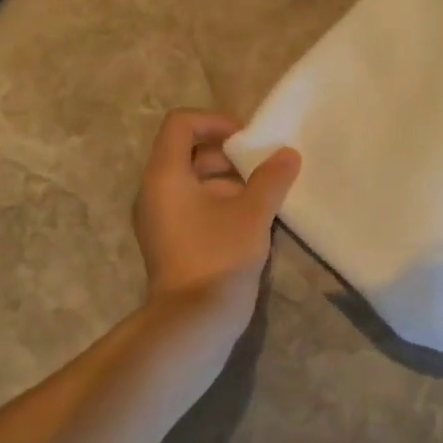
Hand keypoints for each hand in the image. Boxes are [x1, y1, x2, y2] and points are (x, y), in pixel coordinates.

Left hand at [132, 109, 300, 329]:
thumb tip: (287, 154)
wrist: (193, 321)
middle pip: (187, 151)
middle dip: (227, 154)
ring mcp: (159, 218)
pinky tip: (251, 221)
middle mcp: (154, 191)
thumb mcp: (253, 212)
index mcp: (165, 175)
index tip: (247, 140)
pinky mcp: (169, 241)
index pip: (181, 124)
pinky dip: (219, 203)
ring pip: (192, 181)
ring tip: (263, 195)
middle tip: (261, 167)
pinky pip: (192, 206)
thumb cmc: (219, 256)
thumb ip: (271, 177)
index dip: (215, 122)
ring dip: (228, 180)